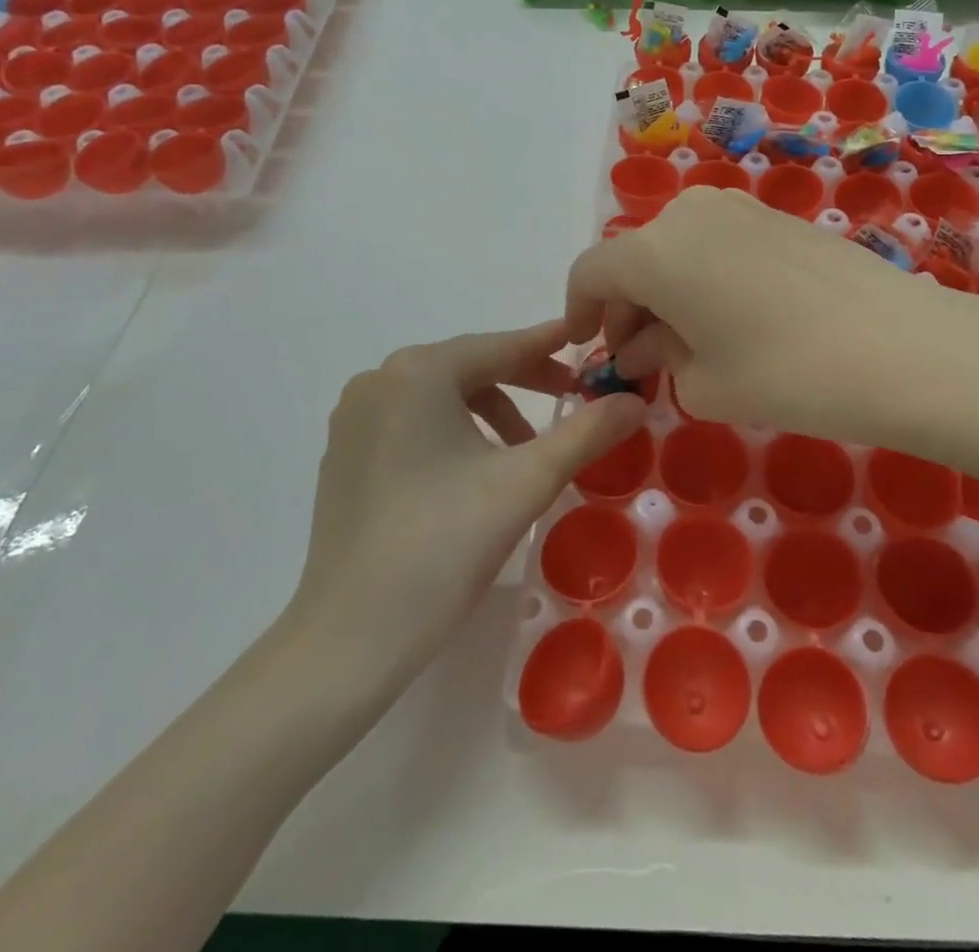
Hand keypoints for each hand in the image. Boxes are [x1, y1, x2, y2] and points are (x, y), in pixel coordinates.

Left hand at [290, 320, 647, 687]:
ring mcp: (354, 418)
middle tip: (572, 399)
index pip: (500, 347)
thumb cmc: (443, 546)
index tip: (588, 340)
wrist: (349, 639)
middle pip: (470, 368)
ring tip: (524, 452)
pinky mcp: (344, 454)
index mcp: (418, 373)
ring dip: (491, 411)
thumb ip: (587, 433)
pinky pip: (413, 421)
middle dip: (525, 382)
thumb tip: (634, 401)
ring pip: (441, 396)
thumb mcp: (527, 482)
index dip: (550, 346)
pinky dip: (454, 431)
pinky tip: (475, 472)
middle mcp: (379, 380)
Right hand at [565, 186, 958, 440]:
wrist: (899, 345)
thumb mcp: (704, 382)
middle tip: (642, 358)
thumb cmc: (785, 372)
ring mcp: (736, 207)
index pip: (591, 272)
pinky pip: (715, 242)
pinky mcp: (775, 215)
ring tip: (689, 343)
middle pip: (634, 258)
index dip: (579, 311)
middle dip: (627, 308)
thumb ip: (657, 357)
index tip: (589, 348)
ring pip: (676, 248)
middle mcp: (687, 213)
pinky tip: (731, 318)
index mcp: (654, 250)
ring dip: (666, 292)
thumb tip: (640, 345)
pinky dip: (703, 276)